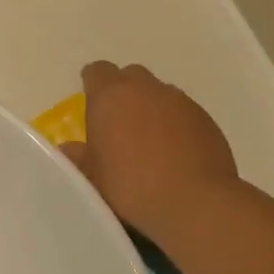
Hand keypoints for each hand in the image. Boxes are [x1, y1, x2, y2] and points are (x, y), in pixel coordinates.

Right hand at [60, 62, 240, 242]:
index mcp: (111, 96)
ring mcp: (179, 100)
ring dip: (152, 107)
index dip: (93, 84)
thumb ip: (79, 158)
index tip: (92, 102)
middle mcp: (146, 88)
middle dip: (124, 92)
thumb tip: (68, 149)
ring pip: (160, 93)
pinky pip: (183, 111)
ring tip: (149, 141)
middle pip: (131, 76)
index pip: (97, 71)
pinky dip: (176, 124)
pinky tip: (176, 152)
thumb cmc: (131, 186)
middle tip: (119, 122)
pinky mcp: (205, 117)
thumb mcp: (94, 178)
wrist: (194, 201)